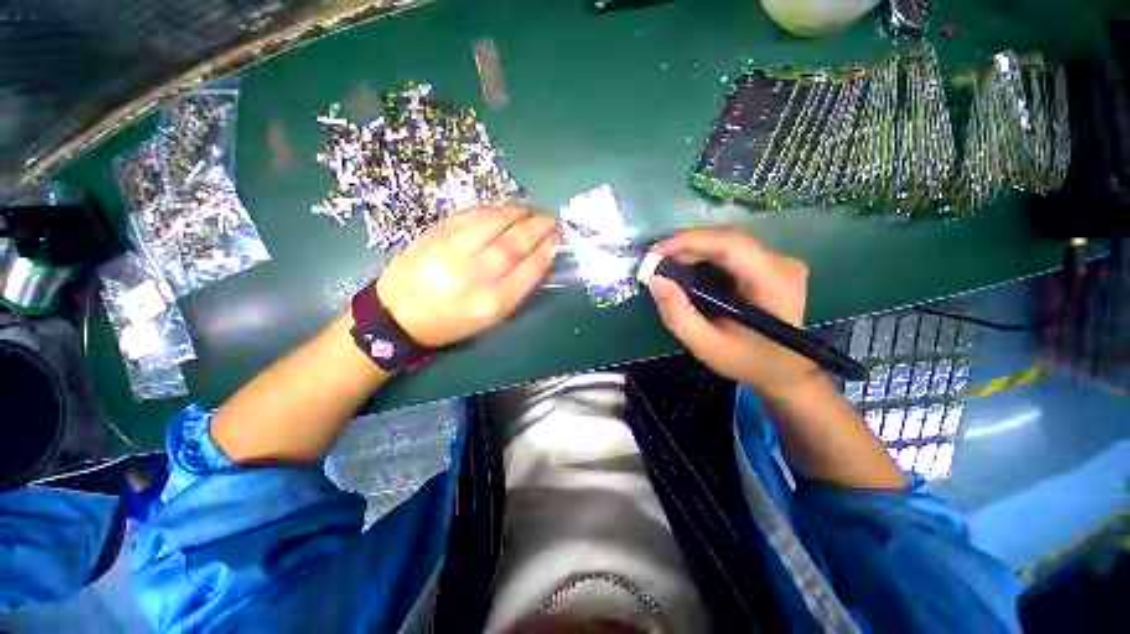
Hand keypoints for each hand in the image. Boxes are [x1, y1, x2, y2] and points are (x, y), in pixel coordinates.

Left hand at [376, 206, 558, 346]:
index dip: (545, 251)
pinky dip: (491, 210)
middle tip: (549, 220)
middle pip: (511, 245)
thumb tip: (538, 257)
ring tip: (530, 212)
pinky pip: (468, 216)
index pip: (527, 271)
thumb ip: (515, 289)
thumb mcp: (490, 318)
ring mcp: (449, 254)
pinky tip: (503, 210)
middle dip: (536, 228)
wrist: (397, 317)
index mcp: (490, 304)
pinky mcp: (432, 237)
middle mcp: (471, 278)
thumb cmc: (452, 323)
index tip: (556, 239)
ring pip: (491, 225)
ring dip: (516, 214)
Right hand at [647, 227, 821, 398]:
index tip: (657, 250)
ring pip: (727, 242)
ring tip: (667, 264)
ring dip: (693, 250)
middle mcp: (782, 264)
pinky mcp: (769, 264)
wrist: (783, 369)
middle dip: (687, 246)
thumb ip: (679, 316)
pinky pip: (731, 251)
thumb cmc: (746, 360)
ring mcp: (778, 262)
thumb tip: (656, 280)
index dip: (692, 241)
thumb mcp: (706, 346)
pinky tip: (686, 268)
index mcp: (774, 284)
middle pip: (728, 240)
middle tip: (656, 260)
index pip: (733, 245)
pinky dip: (704, 256)